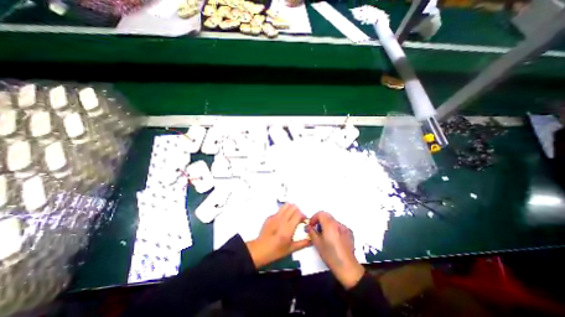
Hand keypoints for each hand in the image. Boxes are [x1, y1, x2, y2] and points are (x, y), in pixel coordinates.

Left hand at [247, 204, 310, 268]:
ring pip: (286, 205)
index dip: (303, 216)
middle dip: (298, 211)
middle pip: (293, 207)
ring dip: (291, 209)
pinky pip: (279, 210)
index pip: (298, 214)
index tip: (303, 221)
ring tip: (291, 217)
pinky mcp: (270, 216)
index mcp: (288, 228)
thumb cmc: (276, 251)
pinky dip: (284, 212)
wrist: (260, 249)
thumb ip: (303, 243)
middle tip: (298, 219)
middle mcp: (282, 219)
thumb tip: (311, 239)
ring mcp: (275, 217)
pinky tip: (282, 221)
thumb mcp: (291, 249)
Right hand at [307, 212, 363, 288]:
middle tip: (316, 229)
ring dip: (327, 224)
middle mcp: (338, 223)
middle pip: (327, 215)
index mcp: (329, 224)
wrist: (347, 267)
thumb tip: (308, 227)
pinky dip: (334, 229)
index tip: (311, 225)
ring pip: (333, 221)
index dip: (314, 218)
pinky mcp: (349, 233)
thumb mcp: (318, 244)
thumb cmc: (330, 255)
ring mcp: (345, 228)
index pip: (320, 213)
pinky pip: (339, 227)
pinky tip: (333, 239)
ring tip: (325, 235)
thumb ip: (311, 232)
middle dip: (320, 220)